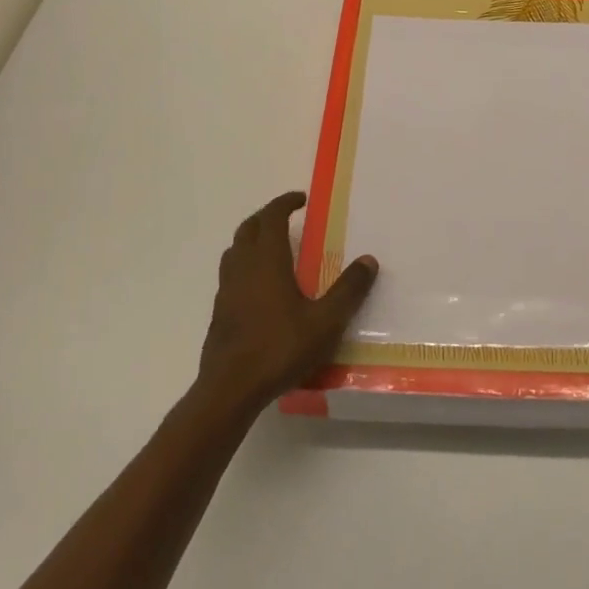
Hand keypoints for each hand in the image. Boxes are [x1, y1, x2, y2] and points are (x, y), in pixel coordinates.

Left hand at [196, 192, 378, 414]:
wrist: (230, 390)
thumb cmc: (279, 348)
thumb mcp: (325, 321)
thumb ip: (348, 290)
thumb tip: (369, 259)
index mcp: (266, 261)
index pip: (271, 217)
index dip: (284, 203)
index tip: (301, 199)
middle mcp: (242, 268)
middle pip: (248, 229)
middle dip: (266, 217)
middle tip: (286, 217)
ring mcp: (226, 291)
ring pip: (234, 251)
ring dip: (251, 240)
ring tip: (272, 247)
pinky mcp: (220, 313)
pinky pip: (231, 275)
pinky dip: (245, 266)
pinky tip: (260, 288)